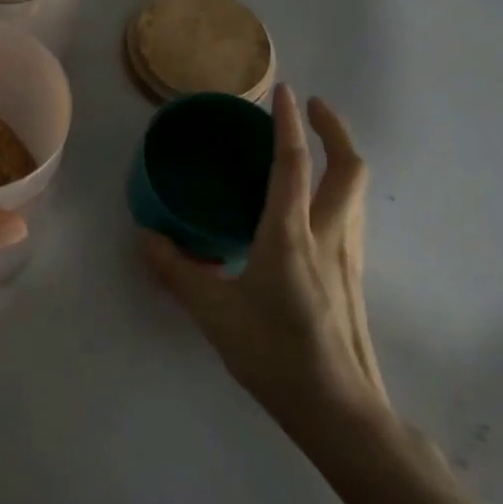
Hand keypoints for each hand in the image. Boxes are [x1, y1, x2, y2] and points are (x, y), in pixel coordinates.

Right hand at [143, 85, 391, 443]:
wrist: (341, 413)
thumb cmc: (275, 355)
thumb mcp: (213, 312)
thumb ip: (176, 270)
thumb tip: (145, 236)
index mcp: (291, 235)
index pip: (293, 164)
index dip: (289, 123)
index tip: (286, 90)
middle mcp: (328, 236)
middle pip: (349, 168)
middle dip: (334, 130)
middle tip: (312, 108)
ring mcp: (349, 258)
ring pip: (357, 193)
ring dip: (341, 158)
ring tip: (313, 149)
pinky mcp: (354, 279)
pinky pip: (351, 217)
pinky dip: (337, 192)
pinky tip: (313, 210)